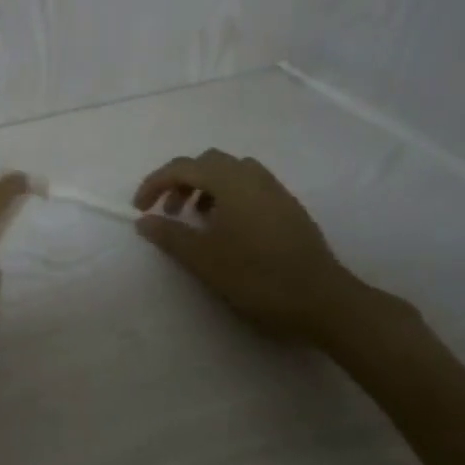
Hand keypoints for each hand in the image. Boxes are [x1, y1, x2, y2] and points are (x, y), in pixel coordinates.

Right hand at [133, 148, 409, 346]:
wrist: (324, 300)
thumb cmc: (258, 277)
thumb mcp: (204, 259)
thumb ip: (170, 235)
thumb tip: (144, 220)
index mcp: (229, 181)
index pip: (181, 167)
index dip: (155, 184)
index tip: (140, 209)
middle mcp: (252, 175)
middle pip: (206, 163)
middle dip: (181, 182)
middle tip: (169, 212)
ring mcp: (274, 189)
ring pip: (229, 172)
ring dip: (205, 187)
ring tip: (197, 219)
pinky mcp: (288, 206)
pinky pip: (248, 185)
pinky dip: (227, 195)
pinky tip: (228, 228)